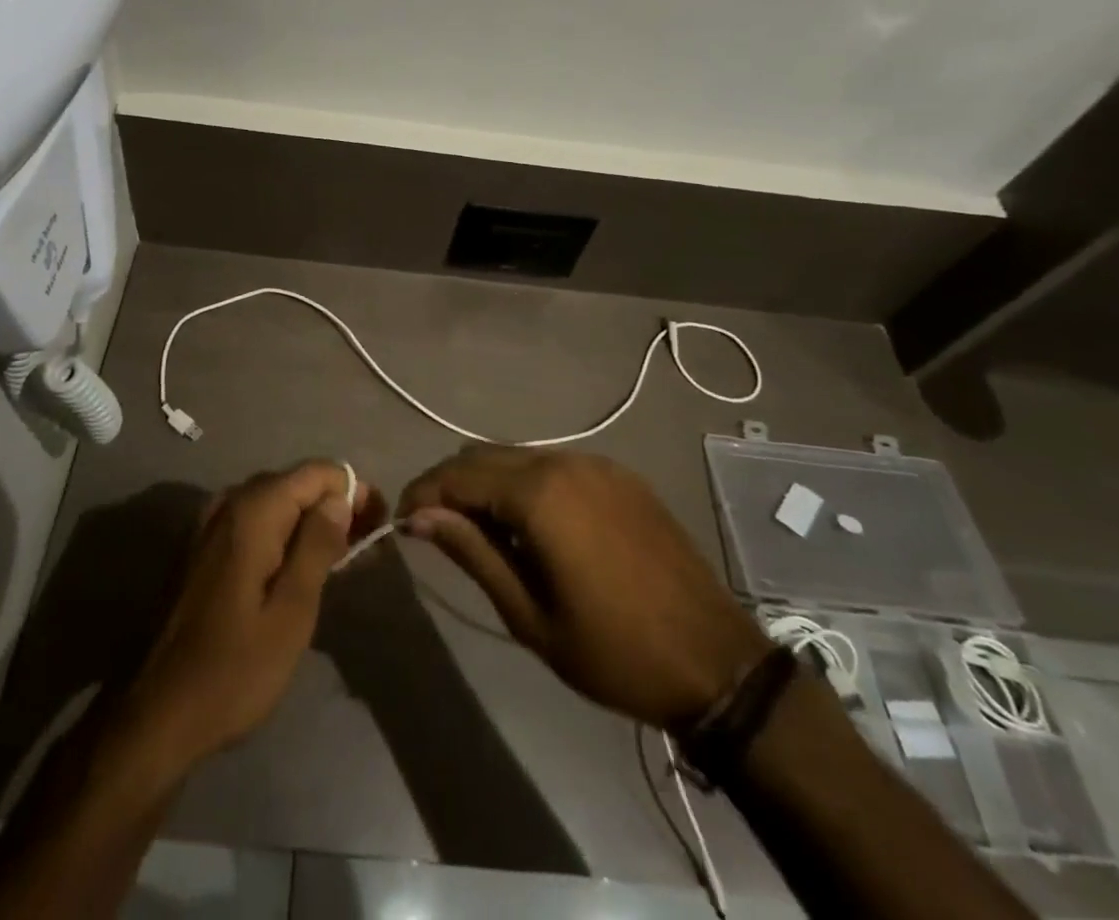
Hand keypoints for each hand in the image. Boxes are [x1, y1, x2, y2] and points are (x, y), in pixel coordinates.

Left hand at [124, 461, 382, 767]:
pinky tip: (298, 569)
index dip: (354, 492)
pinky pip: (254, 522)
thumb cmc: (234, 670)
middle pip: (296, 483)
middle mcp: (229, 503)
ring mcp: (211, 524)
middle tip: (364, 550)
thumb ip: (318, 545)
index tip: (377, 527)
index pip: (318, 472)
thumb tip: (340, 497)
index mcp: (253, 511)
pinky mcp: (203, 547)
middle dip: (335, 506)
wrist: (158, 714)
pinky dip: (283, 535)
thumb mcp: (292, 612)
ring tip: (341, 562)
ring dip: (310, 522)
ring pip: (276, 502)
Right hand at [399, 449, 769, 733]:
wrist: (717, 662)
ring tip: (483, 532)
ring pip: (518, 456)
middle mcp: (564, 461)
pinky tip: (534, 526)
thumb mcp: (530, 614)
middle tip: (435, 528)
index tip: (402, 522)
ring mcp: (597, 463)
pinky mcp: (620, 475)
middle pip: (484, 455)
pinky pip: (555, 464)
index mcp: (539, 493)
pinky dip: (527, 483)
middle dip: (451, 484)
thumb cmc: (614, 651)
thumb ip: (471, 552)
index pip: (457, 474)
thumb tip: (418, 516)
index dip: (422, 493)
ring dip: (489, 483)